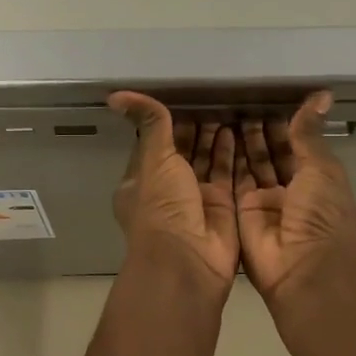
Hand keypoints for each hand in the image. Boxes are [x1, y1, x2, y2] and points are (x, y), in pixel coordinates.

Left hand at [109, 92, 239, 293]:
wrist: (188, 260)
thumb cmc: (162, 206)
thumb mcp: (153, 159)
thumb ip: (149, 124)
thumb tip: (115, 95)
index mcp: (141, 181)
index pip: (154, 143)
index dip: (167, 121)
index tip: (183, 96)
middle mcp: (167, 190)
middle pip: (183, 152)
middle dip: (196, 128)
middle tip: (214, 98)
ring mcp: (195, 199)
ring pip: (207, 162)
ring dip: (216, 138)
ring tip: (230, 108)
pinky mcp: (222, 207)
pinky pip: (228, 174)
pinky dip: (233, 154)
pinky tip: (240, 130)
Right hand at [235, 92, 355, 305]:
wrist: (304, 271)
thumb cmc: (322, 216)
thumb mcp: (321, 169)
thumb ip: (309, 133)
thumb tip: (322, 94)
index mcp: (318, 180)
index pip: (298, 145)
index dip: (284, 124)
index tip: (264, 98)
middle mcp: (291, 190)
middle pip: (271, 155)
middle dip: (258, 131)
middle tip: (237, 101)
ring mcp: (265, 203)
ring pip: (250, 166)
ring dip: (240, 143)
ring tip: (222, 111)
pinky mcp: (241, 213)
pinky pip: (232, 182)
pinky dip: (224, 160)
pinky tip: (213, 135)